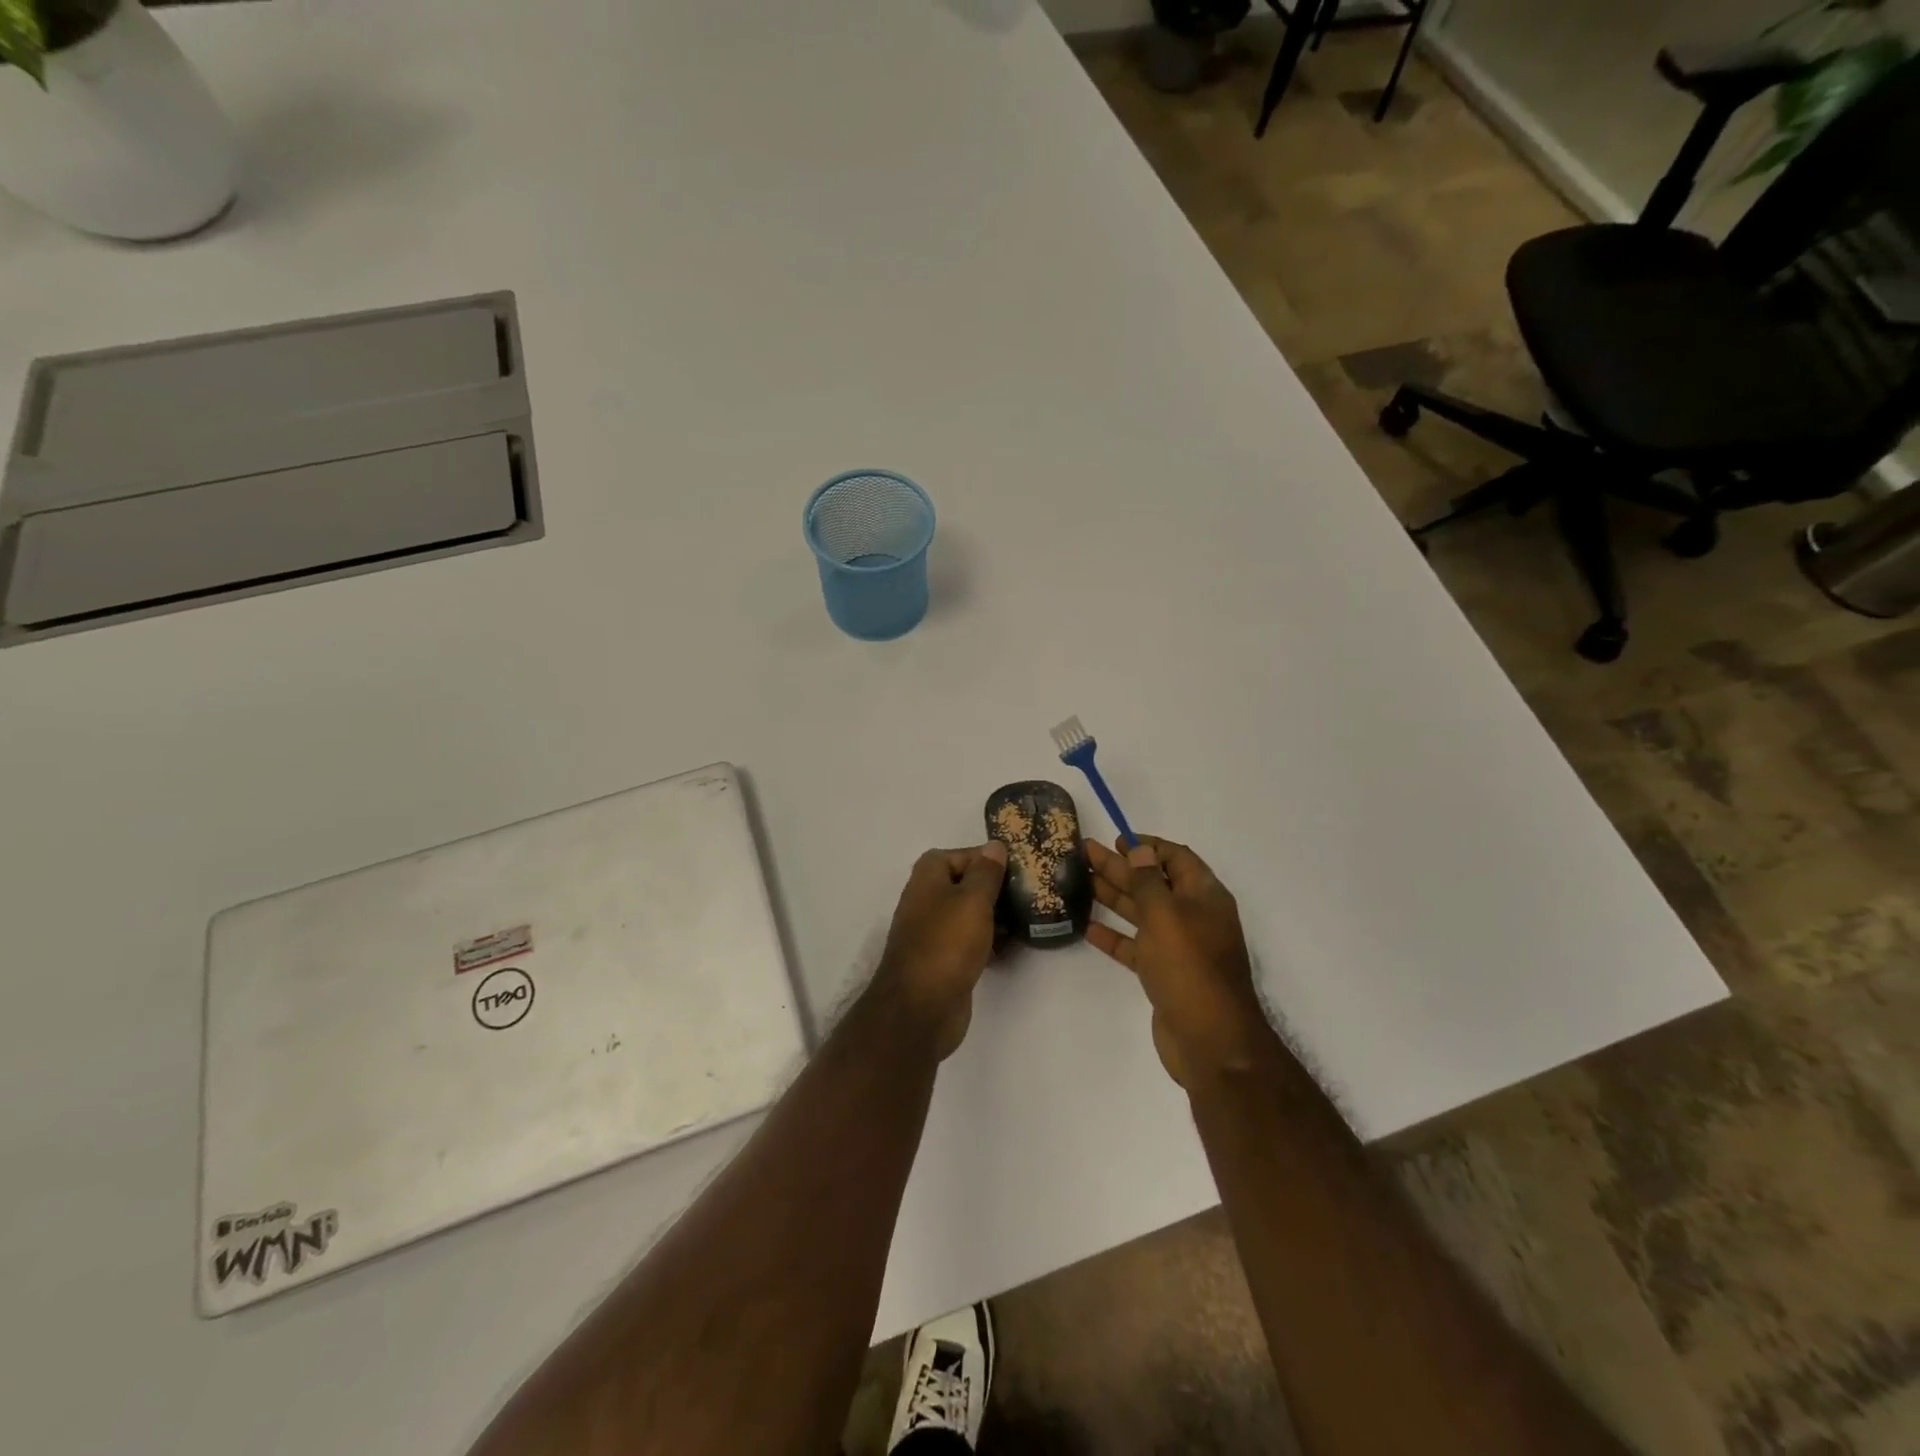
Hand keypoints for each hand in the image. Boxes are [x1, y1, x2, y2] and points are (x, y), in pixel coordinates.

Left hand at [871, 842, 1008, 1058]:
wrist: (921, 1008)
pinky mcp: (943, 960)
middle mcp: (926, 900)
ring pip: (969, 914)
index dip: (985, 858)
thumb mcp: (972, 900)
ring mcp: (933, 932)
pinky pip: (969, 941)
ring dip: (995, 916)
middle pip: (964, 884)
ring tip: (1028, 918)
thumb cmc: (947, 943)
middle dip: (994, 888)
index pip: (959, 854)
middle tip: (1028, 892)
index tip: (1016, 867)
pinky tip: (1012, 947)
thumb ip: (986, 872)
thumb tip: (994, 846)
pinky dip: (989, 941)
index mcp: (927, 878)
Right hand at [1085, 835, 1271, 1086]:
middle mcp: (1193, 916)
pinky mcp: (1164, 973)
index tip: (1116, 840)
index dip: (1147, 846)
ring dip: (1113, 896)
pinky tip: (1087, 926)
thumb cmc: (1189, 966)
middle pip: (1153, 882)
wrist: (1210, 1040)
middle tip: (1084, 853)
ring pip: (1141, 913)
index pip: (1176, 858)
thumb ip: (1149, 880)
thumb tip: (1142, 849)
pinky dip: (1114, 936)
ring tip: (1080, 881)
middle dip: (1120, 867)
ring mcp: (1178, 946)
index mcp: (1203, 896)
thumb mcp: (1166, 914)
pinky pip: (1135, 946)